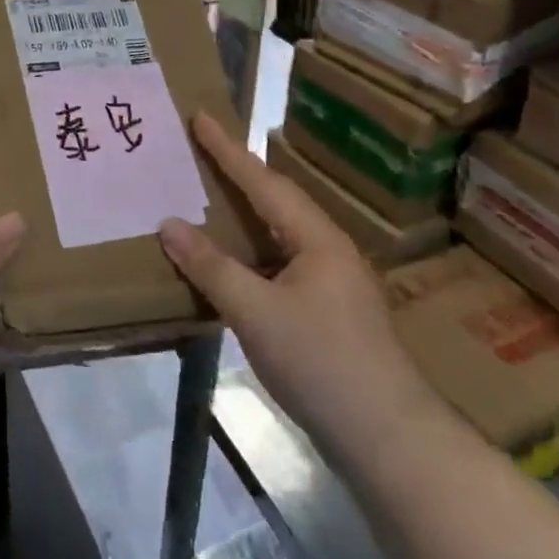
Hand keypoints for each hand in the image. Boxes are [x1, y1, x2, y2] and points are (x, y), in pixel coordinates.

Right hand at [160, 113, 438, 455]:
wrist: (389, 441)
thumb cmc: (322, 364)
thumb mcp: (257, 312)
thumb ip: (212, 266)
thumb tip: (168, 224)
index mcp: (317, 239)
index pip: (264, 182)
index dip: (228, 150)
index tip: (201, 116)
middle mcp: (327, 251)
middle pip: (275, 202)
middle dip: (237, 175)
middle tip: (199, 150)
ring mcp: (331, 285)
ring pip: (278, 236)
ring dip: (243, 215)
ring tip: (207, 197)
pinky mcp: (327, 315)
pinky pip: (278, 265)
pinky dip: (249, 254)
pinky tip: (229, 264)